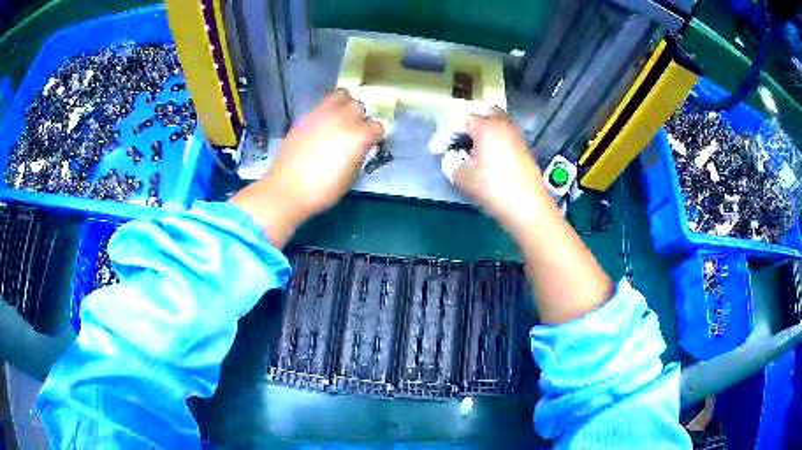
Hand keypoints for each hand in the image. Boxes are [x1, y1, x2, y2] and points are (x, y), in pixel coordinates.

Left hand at [231, 90, 383, 246]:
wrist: (287, 190)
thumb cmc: (324, 190)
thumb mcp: (351, 175)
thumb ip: (359, 154)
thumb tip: (360, 146)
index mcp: (357, 136)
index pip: (377, 126)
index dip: (375, 136)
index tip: (370, 145)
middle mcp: (342, 119)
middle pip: (359, 106)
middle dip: (361, 117)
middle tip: (355, 130)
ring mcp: (321, 114)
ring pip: (341, 96)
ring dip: (345, 107)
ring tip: (340, 121)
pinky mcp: (305, 117)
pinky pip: (322, 105)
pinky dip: (327, 112)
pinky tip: (322, 128)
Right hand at [452, 110, 549, 231]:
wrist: (528, 208)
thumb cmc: (493, 188)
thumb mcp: (462, 177)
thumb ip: (451, 162)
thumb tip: (452, 157)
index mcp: (486, 126)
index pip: (461, 120)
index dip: (446, 133)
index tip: (436, 149)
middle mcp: (503, 125)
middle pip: (482, 116)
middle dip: (467, 127)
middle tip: (456, 143)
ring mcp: (516, 137)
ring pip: (496, 127)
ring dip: (482, 135)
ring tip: (470, 153)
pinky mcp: (524, 150)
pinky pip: (504, 138)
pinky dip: (493, 143)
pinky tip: (487, 160)